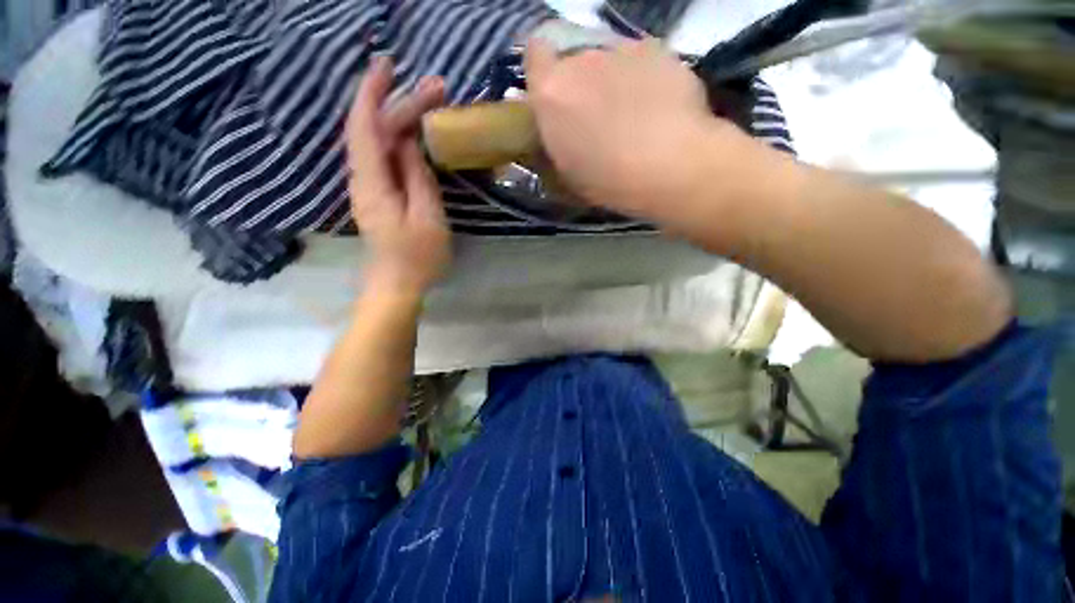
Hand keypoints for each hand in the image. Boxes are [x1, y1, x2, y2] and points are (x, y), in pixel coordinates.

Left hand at [347, 56, 450, 295]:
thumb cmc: (417, 257)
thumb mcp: (427, 217)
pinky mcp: (380, 195)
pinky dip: (401, 138)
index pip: (365, 125)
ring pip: (380, 141)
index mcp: (372, 182)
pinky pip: (386, 157)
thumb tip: (410, 141)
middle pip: (376, 130)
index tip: (388, 64)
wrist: (397, 285)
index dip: (372, 91)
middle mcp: (364, 178)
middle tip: (438, 90)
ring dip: (403, 119)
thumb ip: (418, 177)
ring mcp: (370, 186)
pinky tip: (418, 134)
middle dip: (402, 104)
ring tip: (432, 105)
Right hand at [525, 38, 723, 218]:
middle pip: (575, 62)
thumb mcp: (568, 173)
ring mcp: (621, 49)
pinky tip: (658, 108)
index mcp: (552, 92)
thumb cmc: (609, 181)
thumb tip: (561, 132)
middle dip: (582, 85)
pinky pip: (641, 62)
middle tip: (598, 118)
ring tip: (633, 115)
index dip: (544, 72)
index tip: (557, 97)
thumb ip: (558, 141)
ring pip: (609, 61)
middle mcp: (581, 60)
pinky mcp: (658, 49)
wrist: (669, 166)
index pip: (535, 55)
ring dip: (613, 81)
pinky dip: (644, 80)